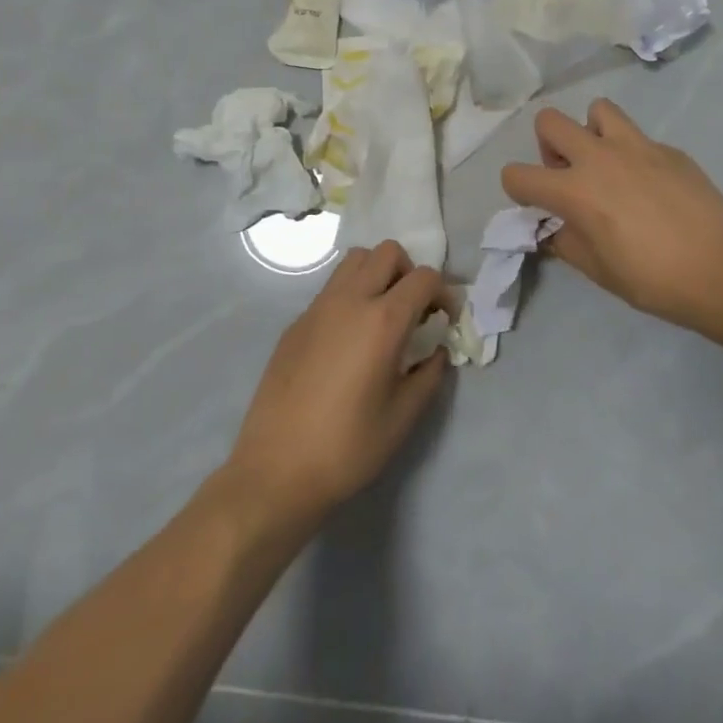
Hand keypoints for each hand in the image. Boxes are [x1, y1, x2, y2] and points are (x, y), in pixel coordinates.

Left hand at [227, 241, 451, 528]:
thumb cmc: (347, 447)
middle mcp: (350, 301)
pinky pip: (331, 288)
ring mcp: (318, 308)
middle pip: (387, 252)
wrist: (276, 470)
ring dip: (377, 274)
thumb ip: (429, 375)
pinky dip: (350, 295)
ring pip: (355, 260)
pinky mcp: (296, 323)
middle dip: (409, 272)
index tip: (446, 320)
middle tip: (414, 311)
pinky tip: (349, 340)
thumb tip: (437, 351)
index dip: (444, 292)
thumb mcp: (403, 417)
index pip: (423, 277)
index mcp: (382, 321)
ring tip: (382, 315)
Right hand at [501, 101, 722, 333]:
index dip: (518, 189)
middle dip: (548, 145)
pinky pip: (637, 137)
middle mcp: (598, 157)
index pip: (517, 174)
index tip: (537, 205)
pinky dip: (632, 154)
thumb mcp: (597, 271)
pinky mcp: (668, 148)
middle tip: (569, 174)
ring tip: (607, 165)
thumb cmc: (653, 279)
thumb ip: (566, 242)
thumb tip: (555, 229)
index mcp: (574, 190)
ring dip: (591, 132)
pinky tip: (652, 186)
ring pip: (597, 109)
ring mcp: (636, 146)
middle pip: (549, 121)